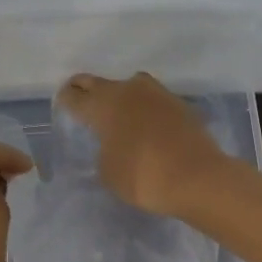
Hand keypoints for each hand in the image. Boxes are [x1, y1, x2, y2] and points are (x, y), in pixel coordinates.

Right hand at [54, 72, 233, 217]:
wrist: (198, 178)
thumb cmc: (143, 177)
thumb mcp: (108, 172)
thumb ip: (103, 151)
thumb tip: (111, 144)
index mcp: (103, 105)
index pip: (73, 96)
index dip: (65, 100)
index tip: (63, 105)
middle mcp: (127, 90)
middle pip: (97, 83)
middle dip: (86, 90)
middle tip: (81, 100)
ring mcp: (156, 93)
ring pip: (128, 86)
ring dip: (118, 96)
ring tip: (117, 113)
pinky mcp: (178, 103)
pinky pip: (151, 100)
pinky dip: (143, 108)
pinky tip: (145, 124)